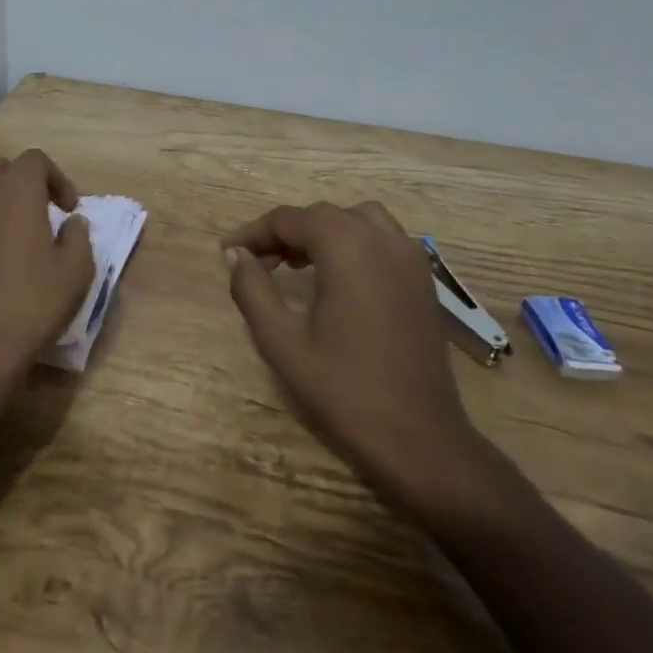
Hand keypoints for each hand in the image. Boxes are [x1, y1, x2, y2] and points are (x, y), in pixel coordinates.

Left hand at [0, 149, 94, 411]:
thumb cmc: (32, 305)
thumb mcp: (76, 272)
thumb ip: (79, 237)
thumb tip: (71, 222)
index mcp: (16, 192)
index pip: (35, 160)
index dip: (56, 178)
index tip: (67, 210)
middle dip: (19, 181)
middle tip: (36, 212)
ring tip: (7, 233)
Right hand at [222, 202, 483, 513]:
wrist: (419, 437)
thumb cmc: (343, 389)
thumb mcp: (280, 341)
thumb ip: (252, 289)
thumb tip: (235, 255)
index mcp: (346, 248)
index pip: (288, 220)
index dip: (254, 232)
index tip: (228, 252)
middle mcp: (381, 240)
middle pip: (321, 215)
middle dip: (285, 232)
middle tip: (258, 263)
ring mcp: (410, 258)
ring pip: (356, 219)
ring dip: (322, 231)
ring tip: (298, 264)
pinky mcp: (423, 280)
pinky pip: (383, 238)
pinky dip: (354, 241)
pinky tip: (338, 278)